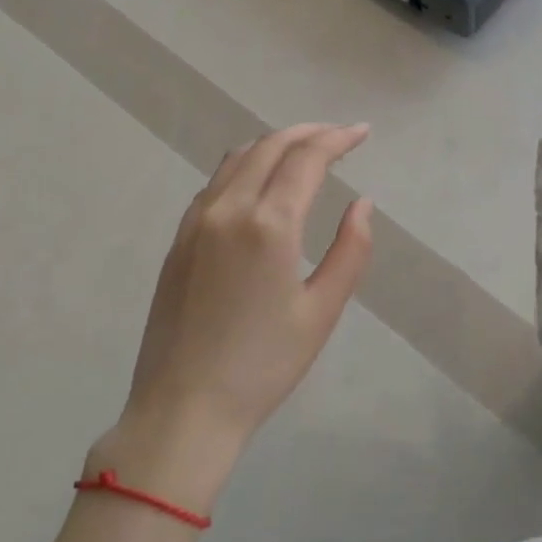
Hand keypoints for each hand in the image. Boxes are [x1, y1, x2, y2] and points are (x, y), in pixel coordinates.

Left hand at [92, 124, 374, 507]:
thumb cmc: (263, 365)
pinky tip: (260, 182)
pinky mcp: (179, 240)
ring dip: (275, 144)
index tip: (362, 132)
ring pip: (237, 158)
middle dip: (309, 133)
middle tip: (340, 136)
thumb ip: (350, 250)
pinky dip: (245, 165)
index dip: (338, 138)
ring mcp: (196, 222)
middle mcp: (228, 209)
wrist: (183, 409)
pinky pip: (215, 182)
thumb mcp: (322, 310)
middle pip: (270, 146)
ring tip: (304, 150)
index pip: (306, 158)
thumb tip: (362, 204)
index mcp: (268, 224)